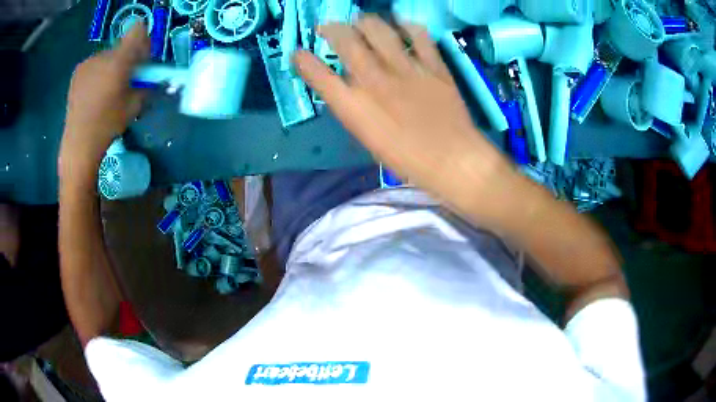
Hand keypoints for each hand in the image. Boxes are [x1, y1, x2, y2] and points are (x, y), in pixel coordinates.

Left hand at [60, 23, 148, 171]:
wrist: (79, 143)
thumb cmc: (108, 125)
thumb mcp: (134, 107)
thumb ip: (146, 86)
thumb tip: (151, 78)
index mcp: (118, 62)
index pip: (137, 32)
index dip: (143, 42)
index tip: (142, 61)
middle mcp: (102, 55)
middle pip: (122, 46)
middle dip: (127, 59)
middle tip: (125, 80)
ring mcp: (88, 62)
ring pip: (108, 56)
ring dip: (112, 66)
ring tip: (106, 90)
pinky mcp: (78, 71)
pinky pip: (94, 64)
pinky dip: (98, 72)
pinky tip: (94, 92)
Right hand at [293, 16, 512, 210]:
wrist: (453, 160)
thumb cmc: (408, 160)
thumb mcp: (370, 140)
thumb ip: (356, 109)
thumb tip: (350, 87)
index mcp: (355, 107)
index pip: (319, 76)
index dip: (304, 61)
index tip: (298, 53)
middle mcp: (375, 81)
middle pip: (345, 41)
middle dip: (331, 29)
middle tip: (329, 27)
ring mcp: (406, 69)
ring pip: (378, 30)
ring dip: (365, 22)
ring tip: (361, 22)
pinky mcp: (433, 65)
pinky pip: (419, 36)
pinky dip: (407, 26)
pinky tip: (402, 25)